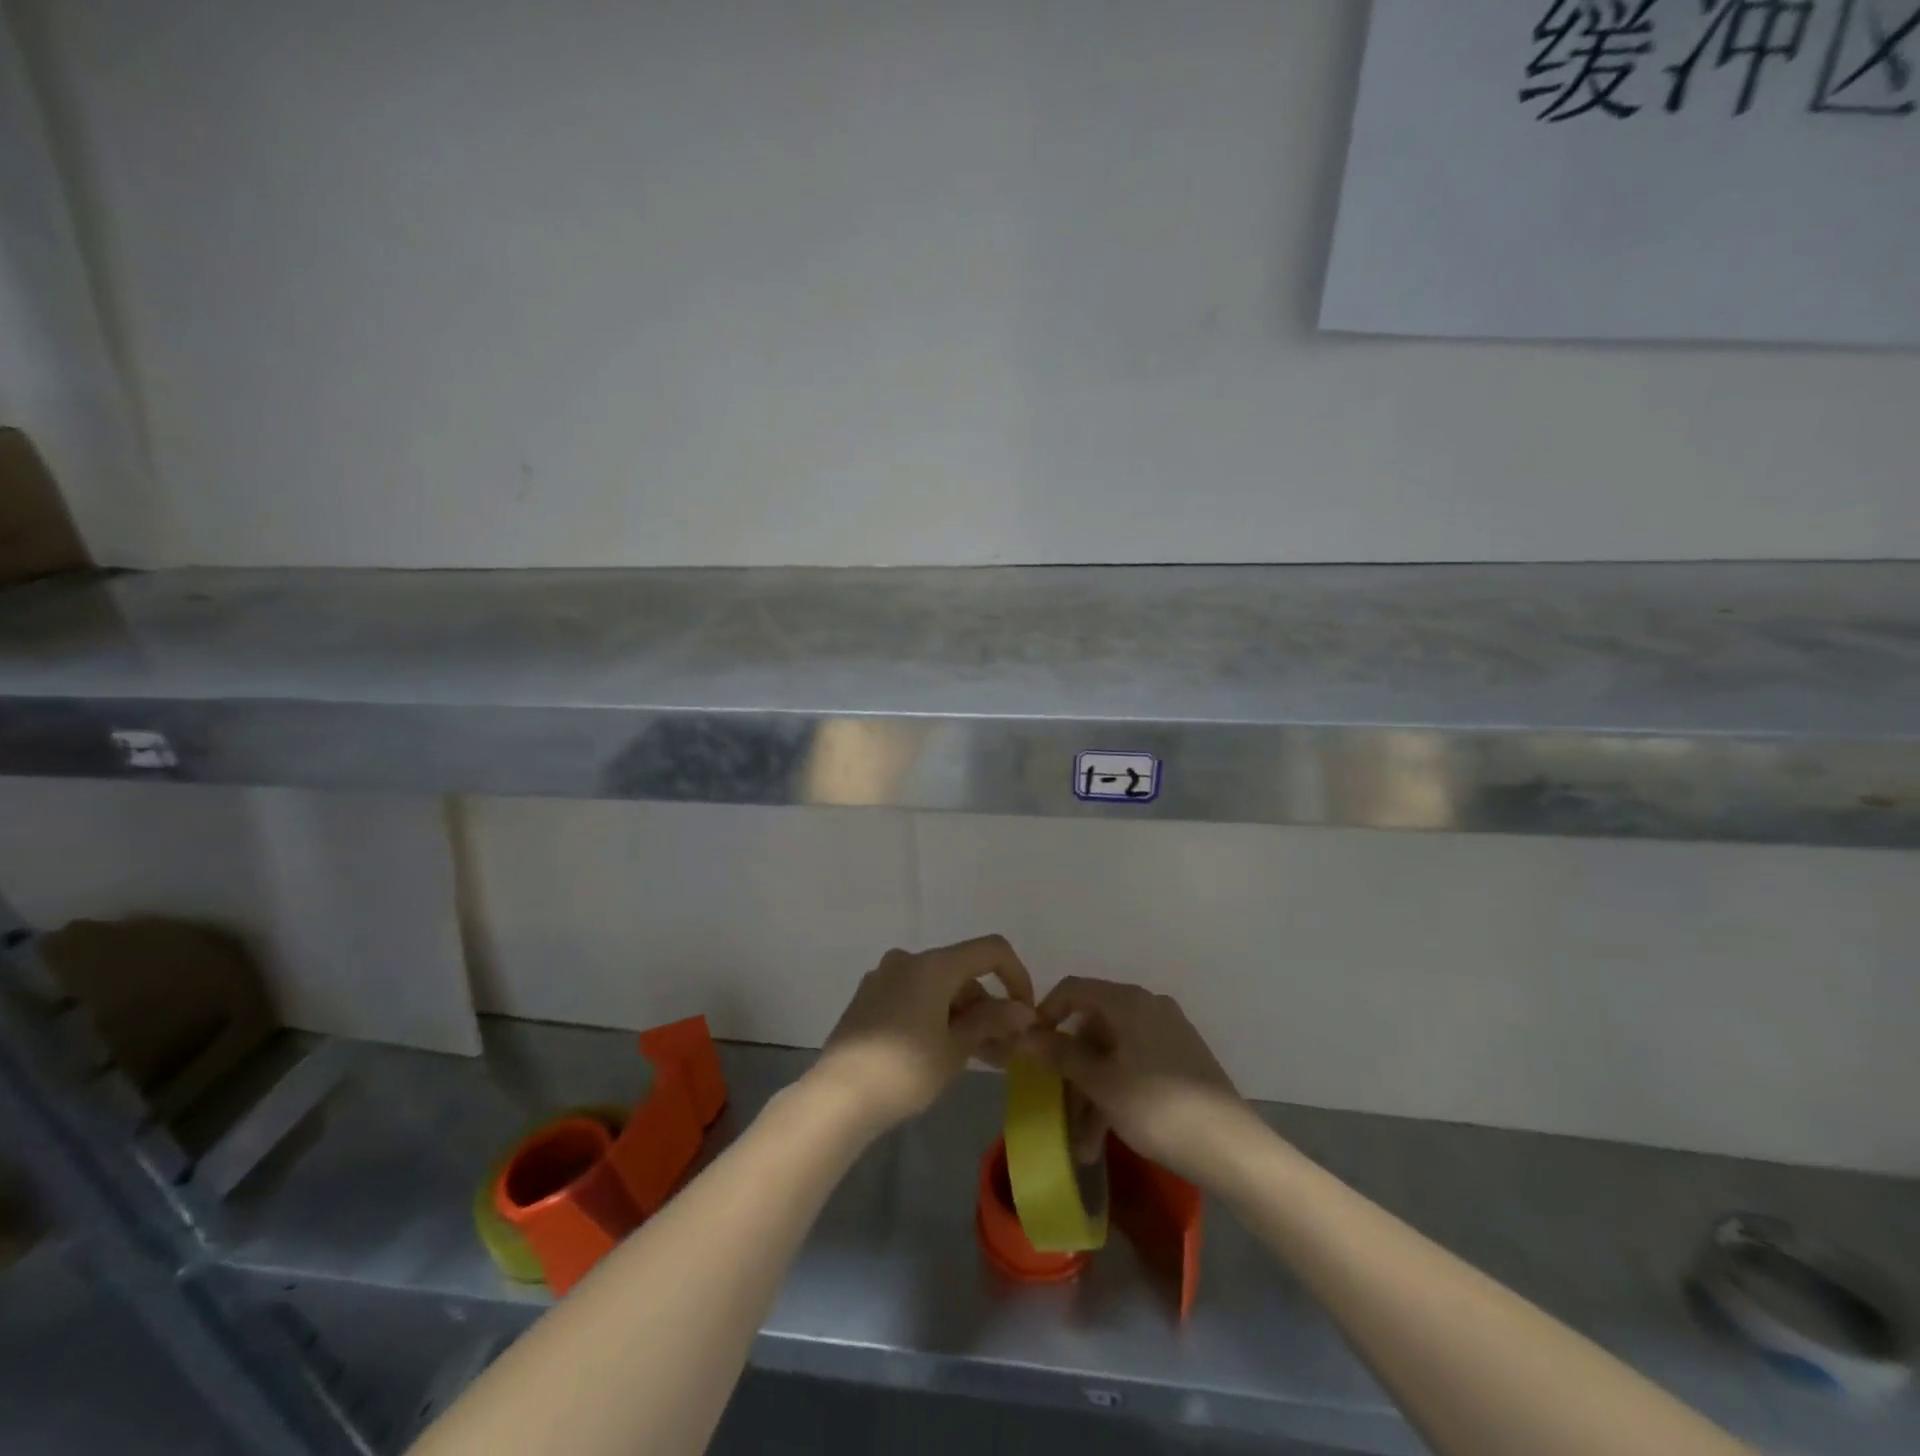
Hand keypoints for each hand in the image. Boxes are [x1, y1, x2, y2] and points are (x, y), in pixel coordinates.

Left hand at [810, 936, 1036, 1132]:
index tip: (1025, 1014)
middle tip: (1005, 1049)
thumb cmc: (905, 1070)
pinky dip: (936, 1016)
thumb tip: (1024, 1011)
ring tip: (980, 1058)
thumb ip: (991, 1022)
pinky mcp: (868, 999)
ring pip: (938, 988)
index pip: (990, 950)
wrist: (838, 1097)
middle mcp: (907, 960)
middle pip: (963, 972)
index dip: (1016, 976)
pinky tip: (942, 1051)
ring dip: (963, 1016)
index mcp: (933, 964)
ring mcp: (883, 978)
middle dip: (988, 1006)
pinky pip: (914, 997)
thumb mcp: (955, 1048)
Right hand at [1026, 977, 1260, 1186]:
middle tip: (1058, 1110)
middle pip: (1093, 1027)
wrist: (1233, 1148)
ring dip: (1093, 1094)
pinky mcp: (1183, 1059)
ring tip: (1084, 1146)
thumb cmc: (1157, 1108)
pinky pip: (1136, 1065)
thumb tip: (1024, 1033)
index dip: (1045, 1014)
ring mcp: (1169, 1032)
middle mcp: (1148, 1006)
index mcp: (1127, 1001)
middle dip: (1071, 1071)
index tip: (1029, 1049)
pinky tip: (1109, 1135)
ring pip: (1114, 1053)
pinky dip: (1118, 1092)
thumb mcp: (1100, 1084)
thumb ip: (1060, 1054)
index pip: (1073, 990)